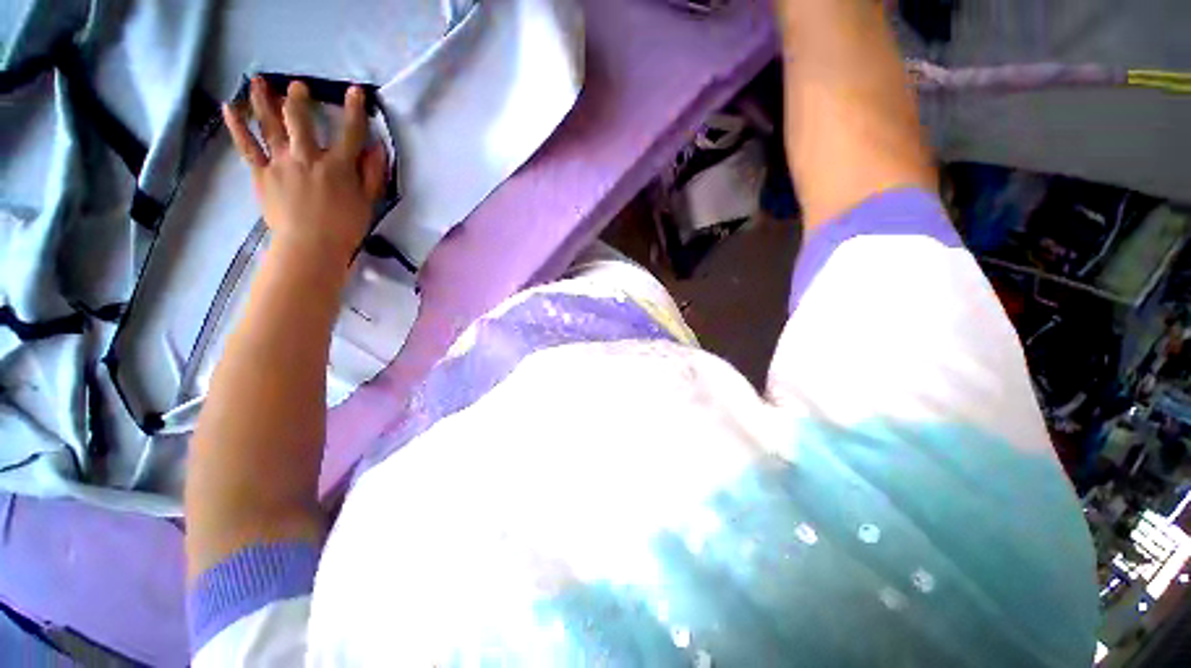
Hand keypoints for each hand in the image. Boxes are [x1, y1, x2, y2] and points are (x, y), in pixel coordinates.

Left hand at [222, 77, 387, 268]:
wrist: (310, 247)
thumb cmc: (345, 227)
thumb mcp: (368, 202)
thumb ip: (372, 174)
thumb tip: (376, 148)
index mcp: (337, 166)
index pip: (350, 132)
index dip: (354, 110)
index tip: (356, 92)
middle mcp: (307, 157)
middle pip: (301, 119)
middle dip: (300, 99)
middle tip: (299, 87)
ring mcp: (280, 163)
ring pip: (269, 125)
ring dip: (264, 100)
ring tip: (259, 81)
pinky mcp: (261, 173)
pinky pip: (247, 146)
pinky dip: (237, 126)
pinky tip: (230, 107)